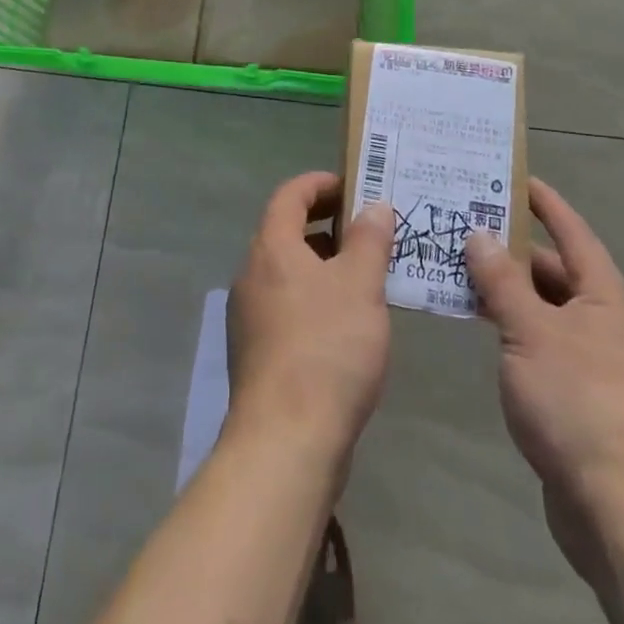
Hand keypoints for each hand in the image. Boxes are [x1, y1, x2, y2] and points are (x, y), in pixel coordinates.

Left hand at [226, 173, 395, 469]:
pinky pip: (287, 304)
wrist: (286, 439)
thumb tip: (374, 206)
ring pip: (288, 272)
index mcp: (271, 248)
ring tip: (367, 275)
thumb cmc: (327, 348)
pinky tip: (347, 322)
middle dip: (327, 225)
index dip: (320, 184)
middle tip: (370, 230)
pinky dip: (315, 297)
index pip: (290, 195)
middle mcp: (251, 273)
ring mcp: (249, 315)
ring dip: (323, 264)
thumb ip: (369, 240)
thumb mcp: (360, 286)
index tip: (354, 186)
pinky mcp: (257, 351)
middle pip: (286, 231)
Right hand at [465, 180, 623, 589]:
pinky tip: (478, 324)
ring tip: (458, 267)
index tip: (516, 178)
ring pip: (545, 308)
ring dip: (507, 289)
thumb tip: (480, 234)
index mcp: (606, 299)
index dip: (546, 204)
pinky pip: (540, 341)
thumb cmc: (578, 404)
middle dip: (512, 249)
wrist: (621, 510)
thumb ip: (502, 282)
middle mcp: (606, 323)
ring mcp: (594, 361)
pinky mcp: (580, 395)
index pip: (574, 234)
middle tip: (464, 225)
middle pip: (556, 271)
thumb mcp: (531, 333)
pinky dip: (511, 325)